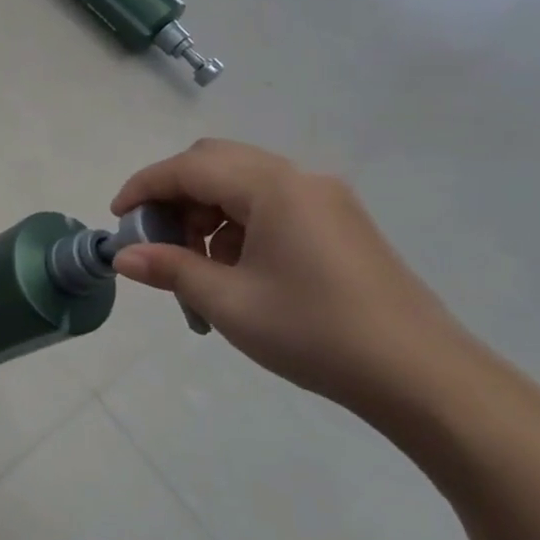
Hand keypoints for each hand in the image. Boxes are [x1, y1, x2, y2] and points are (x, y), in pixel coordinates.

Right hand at [110, 139, 477, 415]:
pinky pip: (271, 205)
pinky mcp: (339, 223)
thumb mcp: (229, 302)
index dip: (145, 187)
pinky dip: (238, 225)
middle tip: (156, 239)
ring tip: (196, 267)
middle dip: (176, 196)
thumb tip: (123, 257)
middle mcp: (300, 179)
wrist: (421, 376)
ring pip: (243, 184)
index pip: (189, 167)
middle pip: (216, 163)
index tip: (117, 217)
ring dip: (207, 213)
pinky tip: (236, 271)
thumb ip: (171, 269)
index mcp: (273, 187)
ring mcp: (325, 199)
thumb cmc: (314, 332)